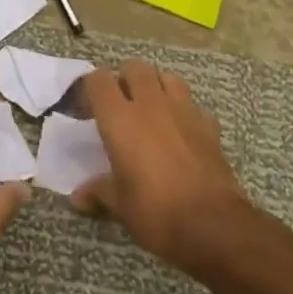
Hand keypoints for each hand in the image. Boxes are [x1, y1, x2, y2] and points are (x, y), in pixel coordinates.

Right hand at [76, 61, 257, 276]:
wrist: (214, 226)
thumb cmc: (155, 212)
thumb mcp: (120, 205)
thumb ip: (98, 192)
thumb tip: (78, 198)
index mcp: (120, 118)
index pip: (98, 79)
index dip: (90, 87)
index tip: (87, 107)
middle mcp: (150, 105)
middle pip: (135, 67)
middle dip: (124, 78)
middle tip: (119, 103)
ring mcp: (184, 111)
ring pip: (167, 77)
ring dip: (156, 86)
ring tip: (151, 108)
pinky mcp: (210, 126)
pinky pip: (193, 105)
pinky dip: (185, 111)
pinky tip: (181, 131)